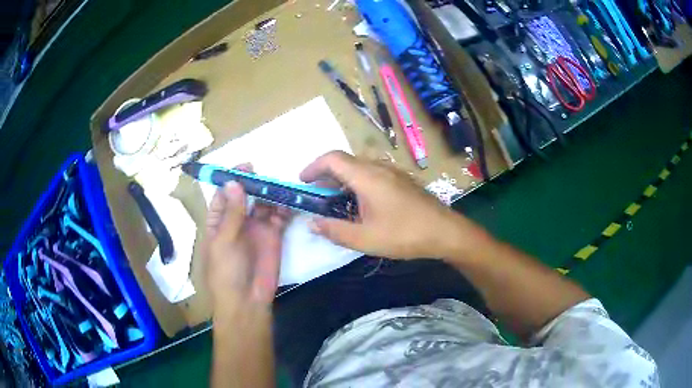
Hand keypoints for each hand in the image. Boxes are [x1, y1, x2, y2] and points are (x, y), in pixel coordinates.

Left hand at [203, 164, 291, 312]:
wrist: (247, 300)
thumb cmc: (226, 271)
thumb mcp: (224, 241)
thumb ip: (232, 213)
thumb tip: (234, 182)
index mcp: (218, 221)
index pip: (223, 194)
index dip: (232, 179)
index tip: (244, 167)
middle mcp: (237, 221)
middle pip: (245, 195)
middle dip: (254, 183)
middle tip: (266, 174)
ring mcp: (256, 227)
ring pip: (263, 203)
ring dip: (270, 193)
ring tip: (280, 185)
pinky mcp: (274, 235)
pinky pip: (279, 216)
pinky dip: (284, 207)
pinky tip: (289, 201)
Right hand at [300, 151, 476, 258]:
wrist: (445, 231)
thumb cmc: (404, 234)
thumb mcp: (365, 239)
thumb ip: (335, 230)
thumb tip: (312, 223)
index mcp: (367, 177)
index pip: (333, 158)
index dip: (313, 167)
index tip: (302, 182)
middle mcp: (379, 167)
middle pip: (345, 160)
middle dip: (326, 174)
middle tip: (317, 195)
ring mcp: (393, 172)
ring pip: (360, 166)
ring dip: (343, 178)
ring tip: (336, 200)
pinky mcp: (402, 179)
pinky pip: (373, 172)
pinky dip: (358, 181)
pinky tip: (361, 203)